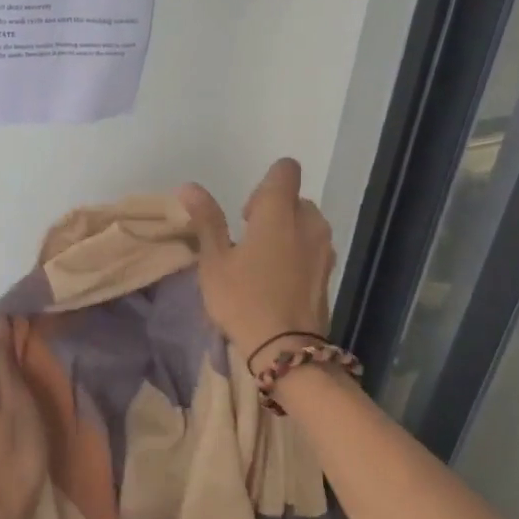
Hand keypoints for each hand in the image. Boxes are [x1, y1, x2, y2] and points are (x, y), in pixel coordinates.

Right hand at [178, 158, 335, 368]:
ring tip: (264, 263)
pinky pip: (314, 249)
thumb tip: (189, 187)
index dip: (265, 183)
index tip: (246, 214)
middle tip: (249, 242)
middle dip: (274, 211)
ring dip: (288, 232)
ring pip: (307, 224)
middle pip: (295, 198)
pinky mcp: (329, 272)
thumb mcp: (215, 261)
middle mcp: (309, 222)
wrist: (286, 349)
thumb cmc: (243, 299)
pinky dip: (298, 254)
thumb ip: (207, 220)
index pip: (286, 170)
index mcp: (279, 211)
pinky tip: (279, 281)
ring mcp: (324, 248)